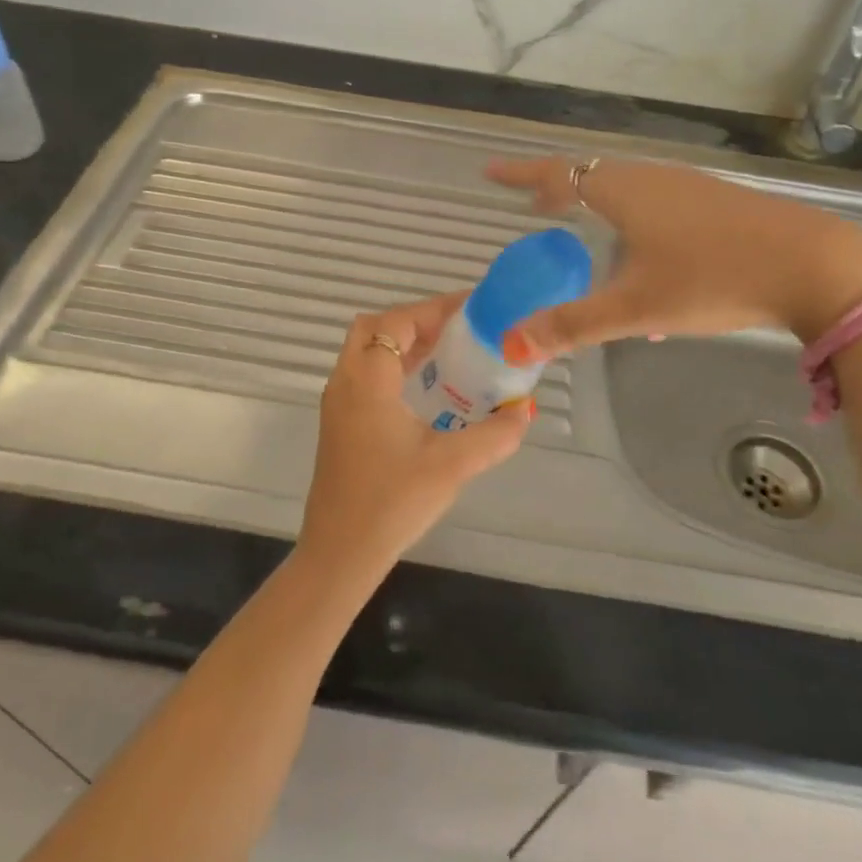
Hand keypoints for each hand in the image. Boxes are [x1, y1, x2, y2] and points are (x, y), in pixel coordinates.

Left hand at [297, 294, 533, 586]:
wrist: (340, 553)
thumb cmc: (393, 502)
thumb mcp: (453, 465)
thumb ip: (494, 435)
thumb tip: (524, 412)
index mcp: (368, 380)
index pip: (397, 321)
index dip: (434, 309)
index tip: (472, 309)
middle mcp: (345, 382)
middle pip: (374, 327)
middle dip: (415, 321)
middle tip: (456, 332)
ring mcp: (337, 404)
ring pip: (366, 351)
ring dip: (402, 344)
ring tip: (449, 355)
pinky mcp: (339, 424)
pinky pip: (365, 375)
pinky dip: (393, 367)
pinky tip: (426, 392)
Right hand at [487, 156, 861, 356]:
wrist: (814, 265)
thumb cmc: (714, 278)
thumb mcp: (637, 308)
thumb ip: (572, 325)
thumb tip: (513, 343)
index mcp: (625, 192)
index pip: (559, 174)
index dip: (521, 175)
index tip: (491, 172)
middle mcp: (654, 178)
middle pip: (593, 175)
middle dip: (559, 190)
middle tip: (533, 207)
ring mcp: (690, 186)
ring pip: (628, 187)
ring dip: (597, 203)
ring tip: (581, 227)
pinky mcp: (718, 201)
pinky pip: (657, 201)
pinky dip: (631, 215)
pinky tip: (646, 256)